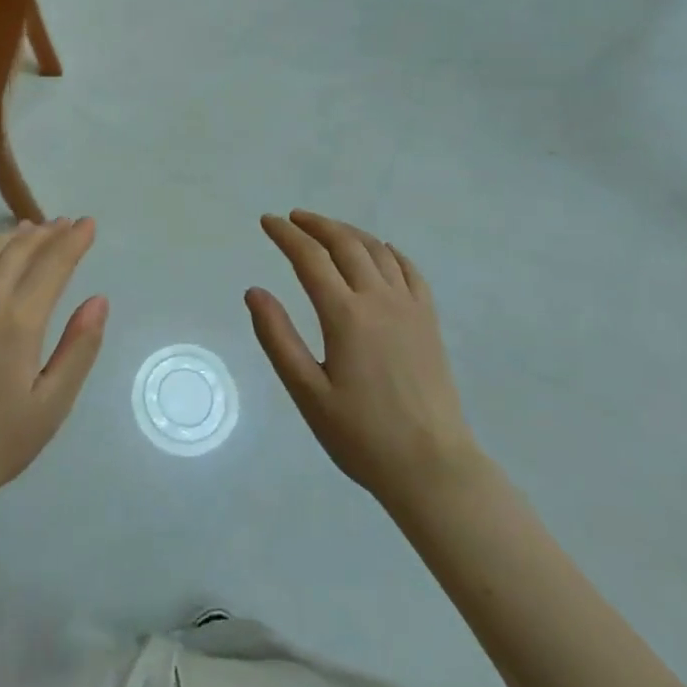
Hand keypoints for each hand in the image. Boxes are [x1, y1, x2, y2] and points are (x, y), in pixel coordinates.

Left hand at [0, 219, 107, 509]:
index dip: (73, 241)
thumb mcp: (53, 403)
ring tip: (34, 229)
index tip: (89, 224)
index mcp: (17, 322)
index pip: (52, 265)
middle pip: (19, 252)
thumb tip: (98, 299)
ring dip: (14, 238)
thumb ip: (79, 347)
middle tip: (66, 224)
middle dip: (47, 234)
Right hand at [247, 211, 481, 510]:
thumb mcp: (307, 393)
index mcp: (345, 315)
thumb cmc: (362, 435)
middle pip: (345, 244)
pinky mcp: (429, 321)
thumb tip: (254, 291)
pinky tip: (379, 252)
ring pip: (377, 251)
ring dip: (348, 232)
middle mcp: (379, 300)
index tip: (267, 221)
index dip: (285, 235)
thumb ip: (278, 338)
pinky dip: (388, 252)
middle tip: (292, 218)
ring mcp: (410, 307)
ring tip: (327, 230)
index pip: (310, 258)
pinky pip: (409, 270)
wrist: (433, 467)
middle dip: (316, 225)